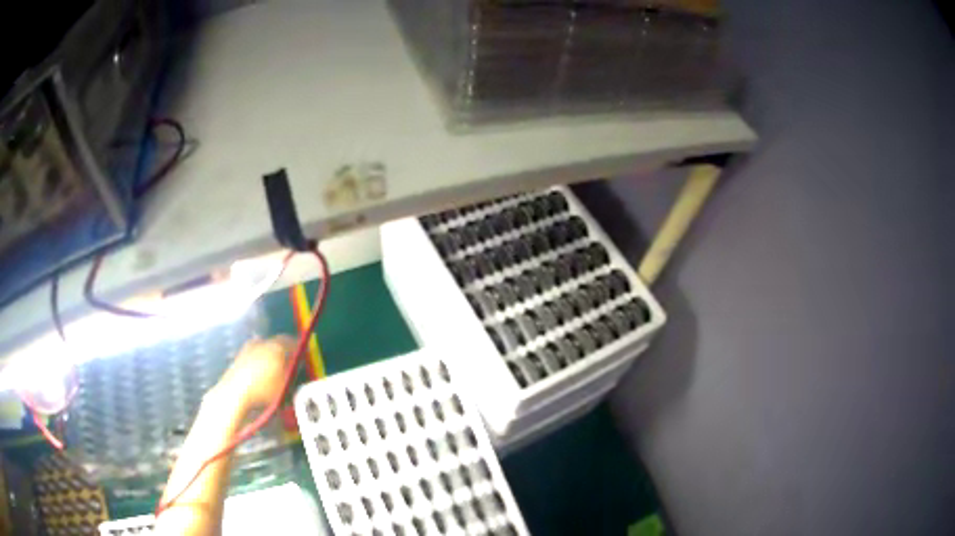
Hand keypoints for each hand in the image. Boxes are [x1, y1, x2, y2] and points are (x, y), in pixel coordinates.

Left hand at [213, 336, 294, 415]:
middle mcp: (262, 342)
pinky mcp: (239, 356)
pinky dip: (259, 359)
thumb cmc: (264, 390)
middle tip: (289, 359)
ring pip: (264, 346)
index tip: (302, 355)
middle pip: (276, 342)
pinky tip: (260, 372)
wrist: (235, 393)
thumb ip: (291, 373)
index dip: (298, 348)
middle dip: (283, 349)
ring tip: (274, 366)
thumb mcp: (285, 385)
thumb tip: (296, 365)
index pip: (291, 342)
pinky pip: (254, 353)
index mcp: (276, 347)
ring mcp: (248, 347)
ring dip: (270, 353)